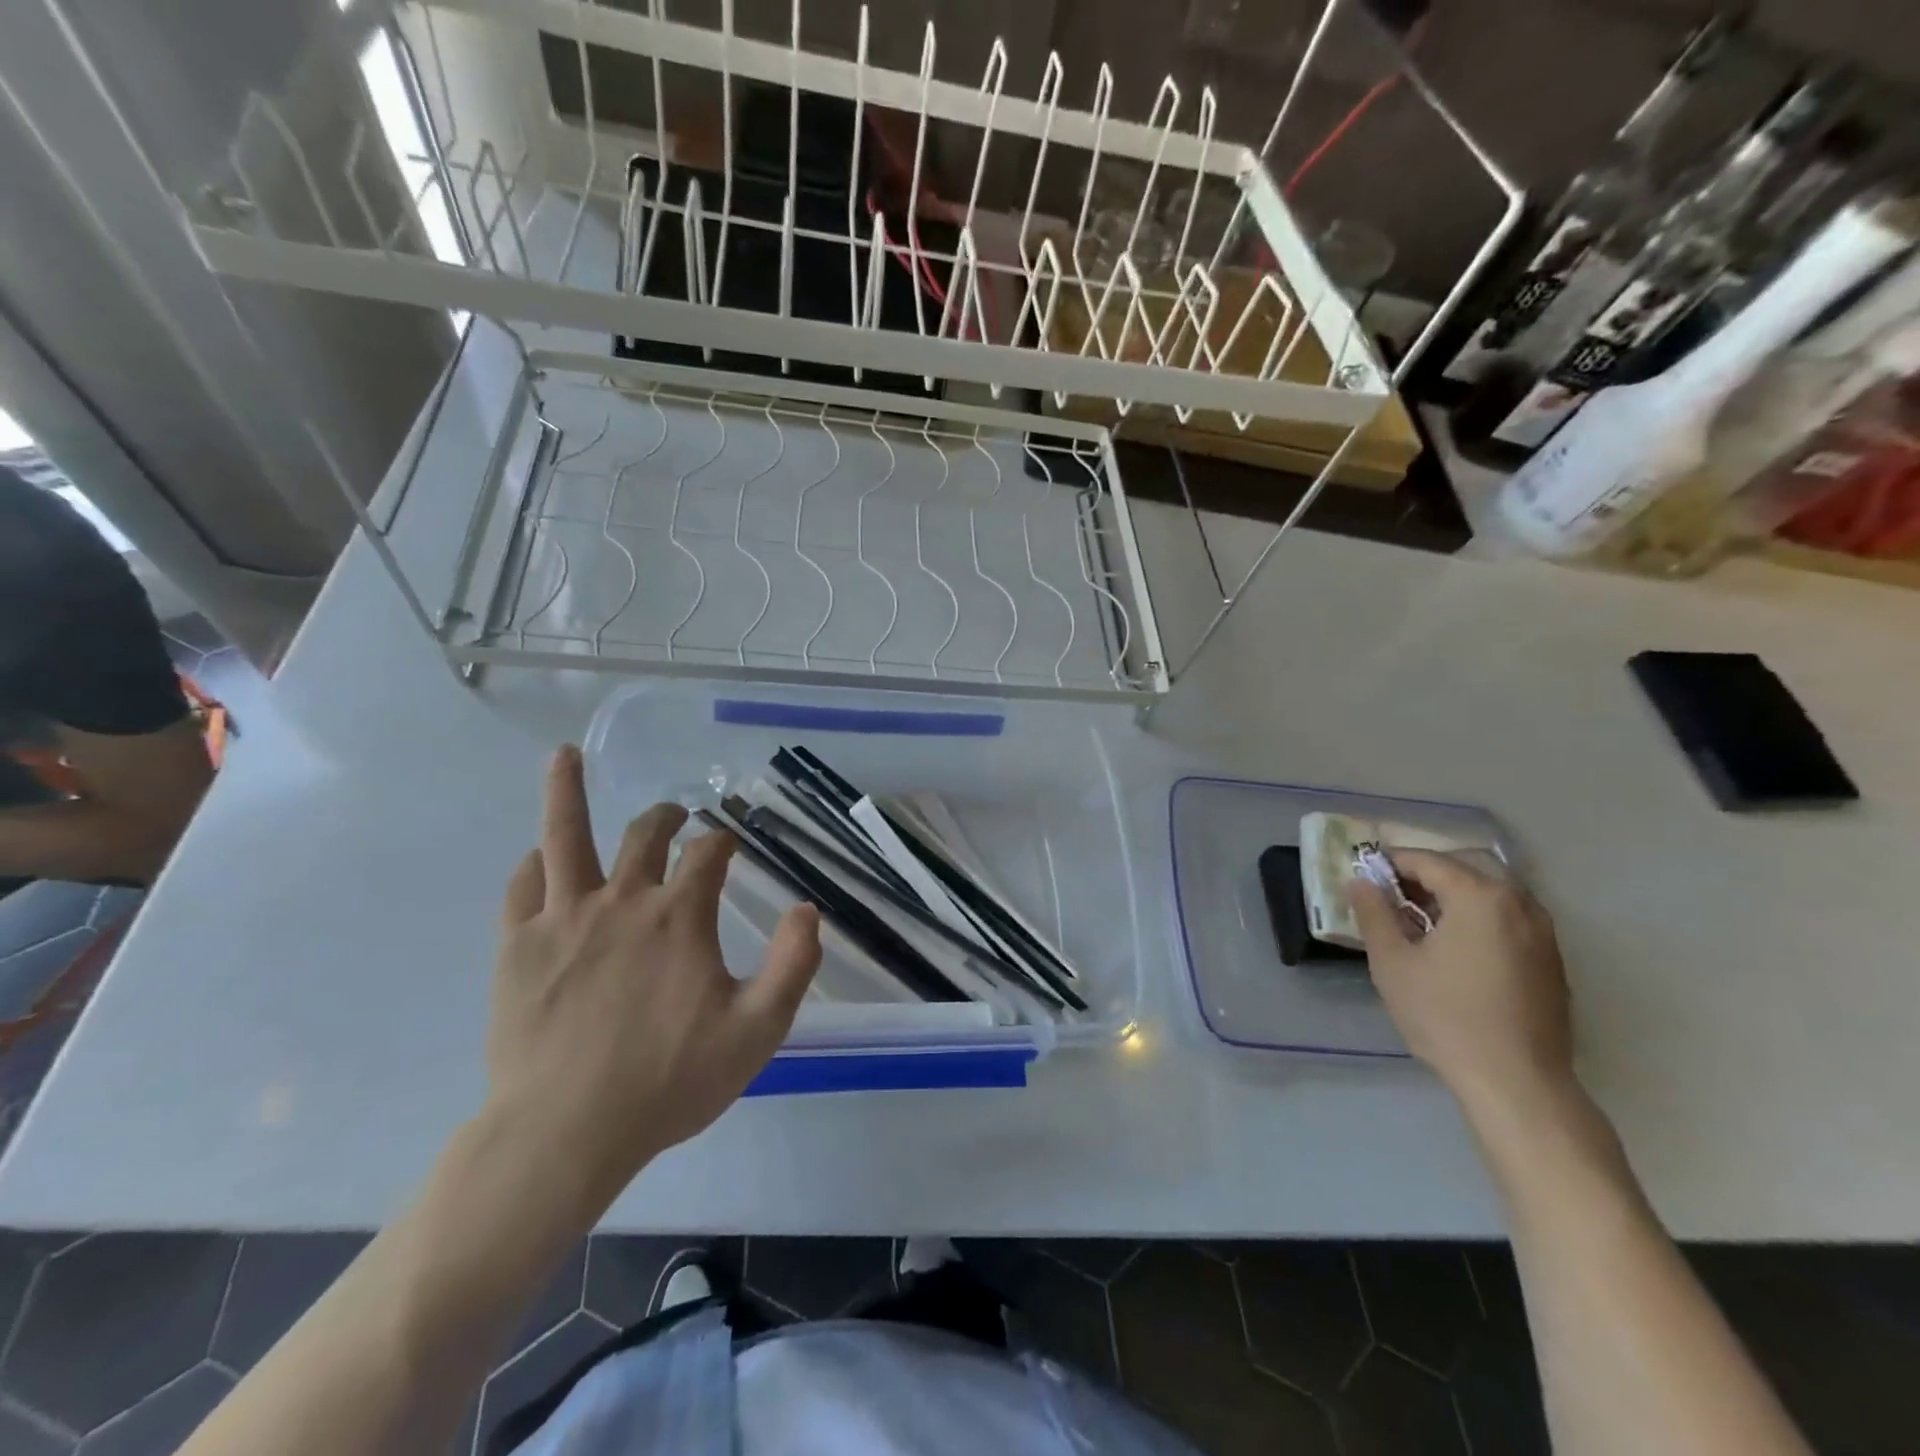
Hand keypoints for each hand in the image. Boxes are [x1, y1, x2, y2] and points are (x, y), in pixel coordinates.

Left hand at [485, 745, 820, 1209]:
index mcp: (680, 917)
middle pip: (644, 834)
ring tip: (565, 755)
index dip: (722, 842)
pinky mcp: (519, 946)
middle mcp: (623, 900)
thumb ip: (793, 964)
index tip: (727, 846)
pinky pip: (524, 886)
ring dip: (569, 791)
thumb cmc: (669, 1081)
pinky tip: (539, 857)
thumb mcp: (757, 1031)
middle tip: (675, 816)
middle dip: (665, 817)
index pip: (708, 854)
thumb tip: (807, 909)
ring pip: (565, 836)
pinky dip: (536, 863)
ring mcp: (565, 918)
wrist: (567, 1132)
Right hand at [1349, 850, 1573, 1113]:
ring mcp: (1543, 933)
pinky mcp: (1551, 961)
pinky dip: (1476, 920)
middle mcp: (1519, 903)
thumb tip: (1360, 881)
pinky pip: (1507, 920)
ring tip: (1418, 926)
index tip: (1363, 879)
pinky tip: (1454, 951)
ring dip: (1450, 899)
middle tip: (1388, 901)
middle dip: (1422, 878)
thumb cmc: (1446, 1016)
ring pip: (1488, 895)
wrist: (1518, 1083)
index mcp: (1480, 896)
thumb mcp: (1392, 962)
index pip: (1427, 861)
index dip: (1390, 864)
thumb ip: (1374, 913)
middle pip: (1462, 871)